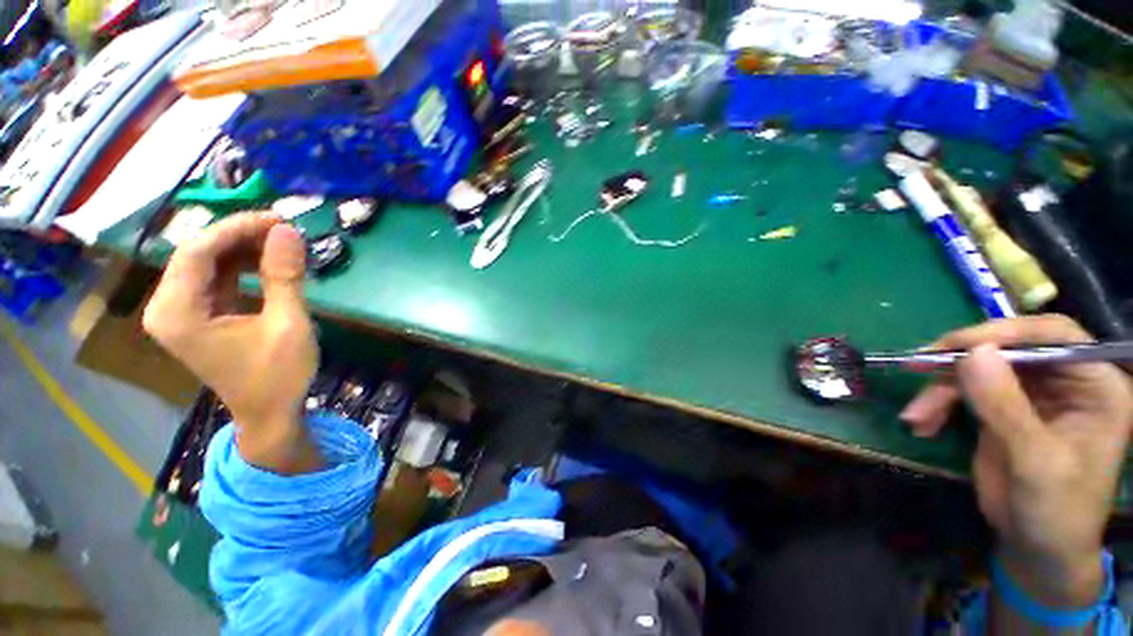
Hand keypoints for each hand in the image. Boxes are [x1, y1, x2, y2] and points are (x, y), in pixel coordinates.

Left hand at [143, 213, 320, 472]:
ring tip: (281, 244)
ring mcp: (179, 312)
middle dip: (241, 237)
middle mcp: (167, 307)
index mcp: (177, 313)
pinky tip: (268, 263)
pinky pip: (214, 278)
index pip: (196, 251)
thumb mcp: (288, 325)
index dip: (236, 229)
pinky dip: (241, 266)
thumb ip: (284, 276)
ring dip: (243, 249)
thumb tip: (288, 231)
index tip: (278, 220)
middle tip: (284, 230)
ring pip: (206, 263)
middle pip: (197, 254)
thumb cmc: (278, 375)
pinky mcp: (196, 315)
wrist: (270, 413)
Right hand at [900, 315, 1132, 607]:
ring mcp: (1031, 393)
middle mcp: (1065, 380)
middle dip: (959, 362)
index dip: (1005, 333)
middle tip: (917, 370)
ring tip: (916, 417)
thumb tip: (972, 353)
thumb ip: (1006, 407)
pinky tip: (922, 424)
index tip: (954, 347)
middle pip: (1007, 348)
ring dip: (940, 389)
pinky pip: (962, 389)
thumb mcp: (1035, 462)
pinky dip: (937, 403)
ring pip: (976, 368)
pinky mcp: (1001, 406)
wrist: (1036, 548)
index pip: (1053, 336)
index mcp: (1095, 385)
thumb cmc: (1056, 511)